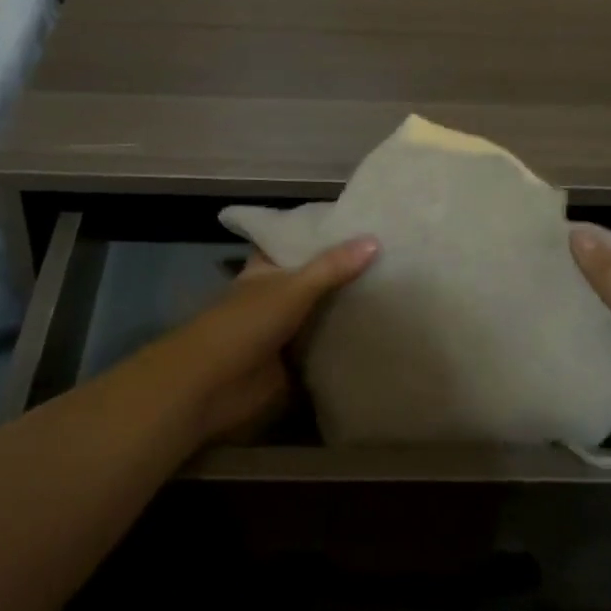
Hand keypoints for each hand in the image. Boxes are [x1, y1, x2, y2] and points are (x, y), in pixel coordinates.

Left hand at [131, 237, 379, 445]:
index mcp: (266, 270)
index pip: (293, 244)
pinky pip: (325, 350)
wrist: (213, 385)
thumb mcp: (291, 288)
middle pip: (314, 281)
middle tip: (392, 259)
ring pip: (321, 315)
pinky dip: (346, 345)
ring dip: (347, 311)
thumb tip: (374, 241)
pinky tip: (382, 336)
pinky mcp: (294, 365)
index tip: (359, 225)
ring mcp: (284, 332)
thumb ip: (331, 267)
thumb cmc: (245, 323)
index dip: (320, 235)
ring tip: (397, 293)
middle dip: (344, 274)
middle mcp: (275, 296)